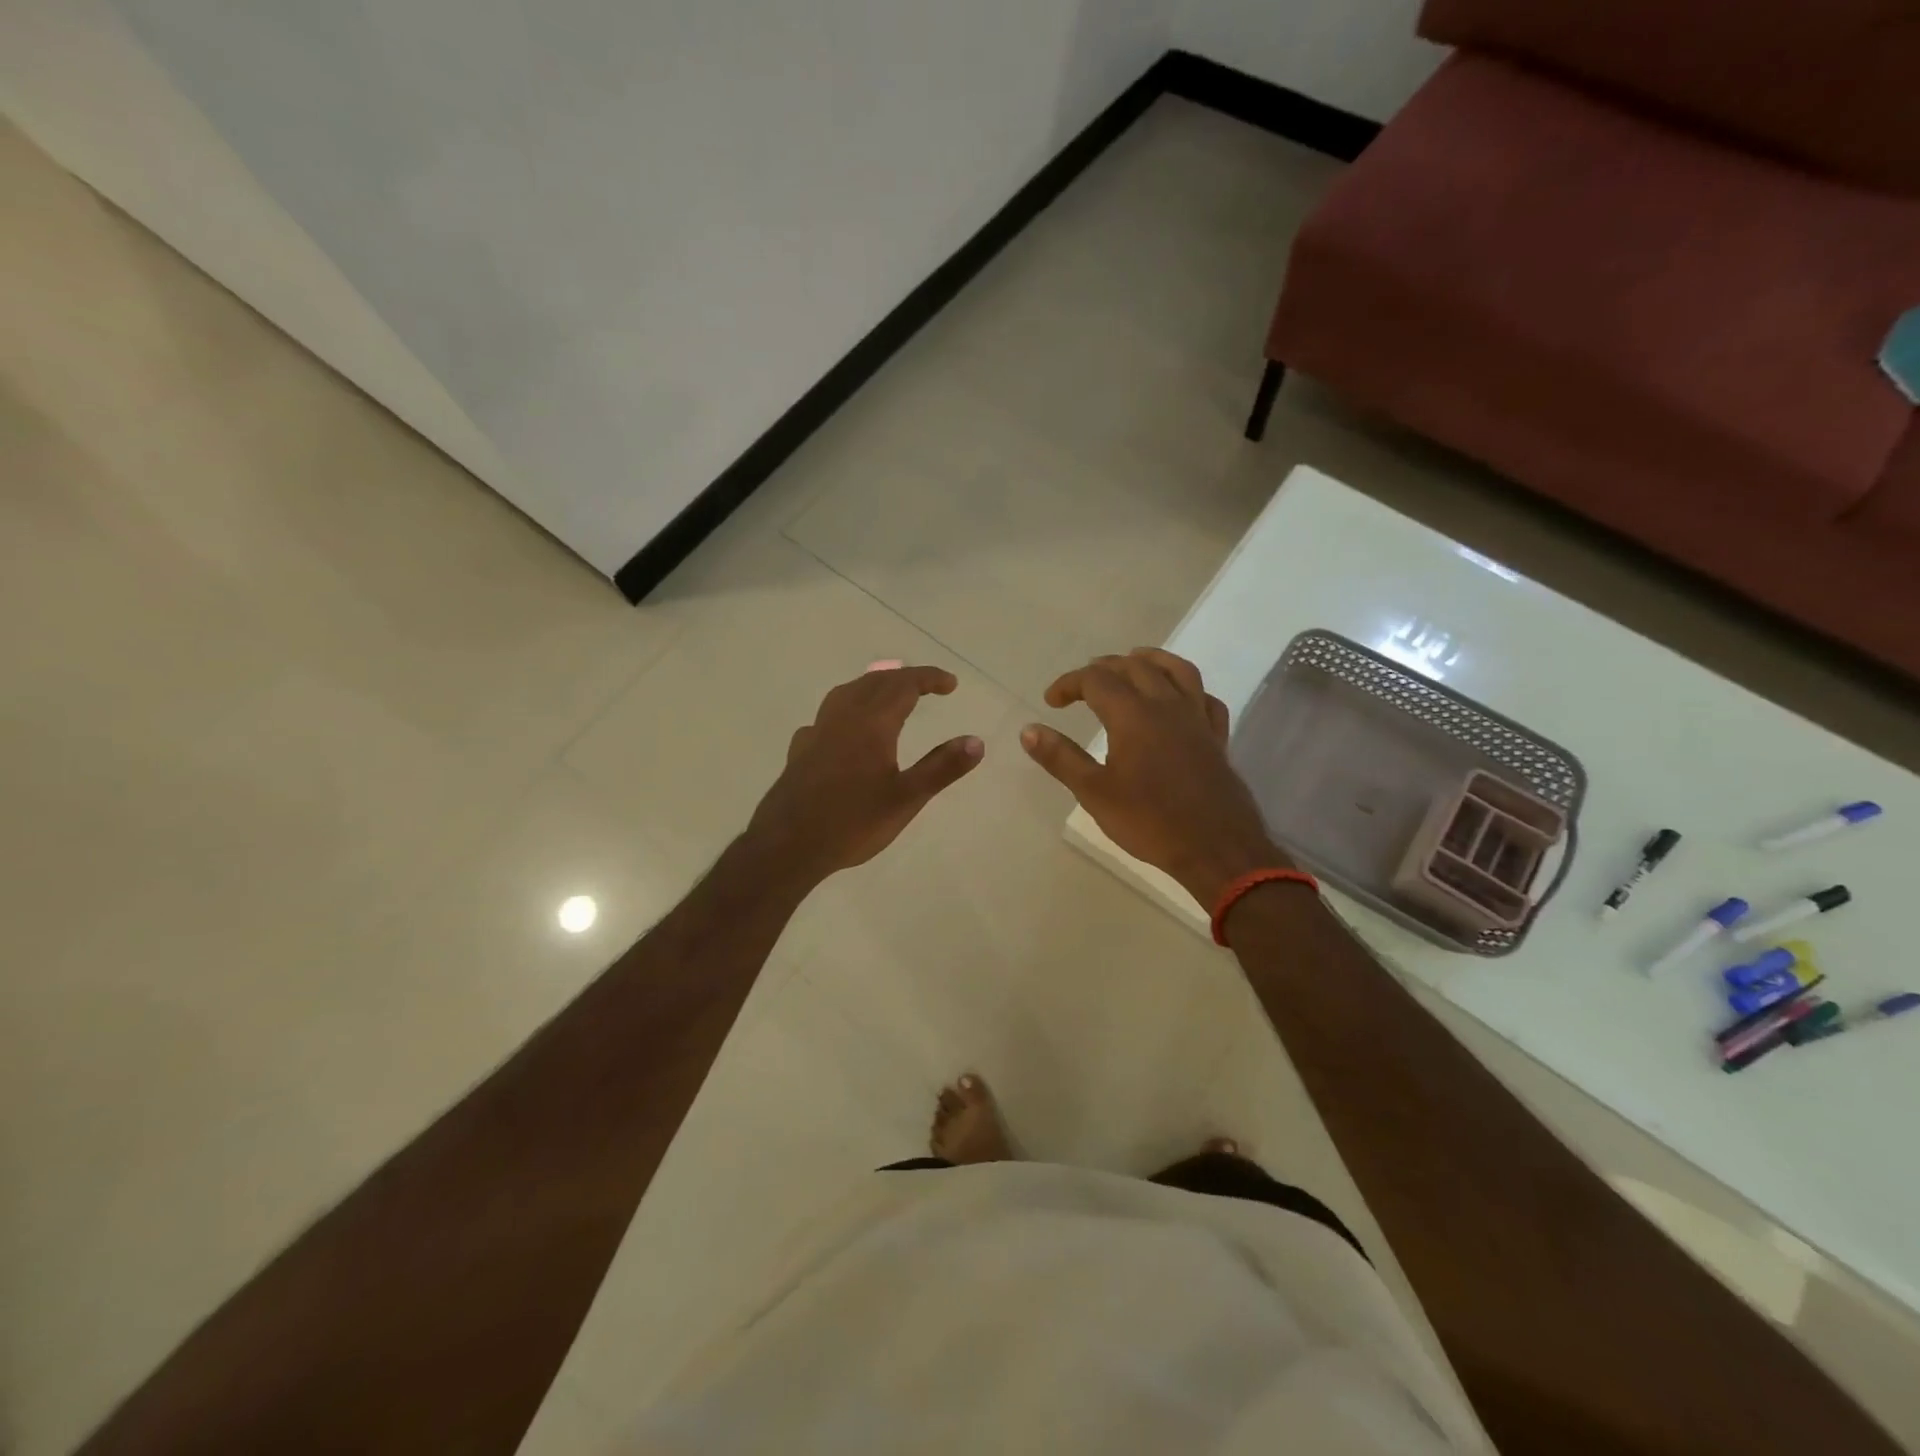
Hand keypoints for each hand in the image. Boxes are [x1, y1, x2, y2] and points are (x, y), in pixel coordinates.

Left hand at [746, 662, 983, 884]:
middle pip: (875, 682)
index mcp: (871, 723)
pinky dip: (848, 710)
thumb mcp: (906, 799)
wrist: (787, 846)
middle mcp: (842, 717)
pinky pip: (828, 716)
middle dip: (905, 678)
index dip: (929, 678)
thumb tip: (976, 741)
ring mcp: (817, 731)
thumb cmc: (852, 823)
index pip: (904, 685)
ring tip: (890, 696)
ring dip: (874, 686)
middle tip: (929, 687)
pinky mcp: (801, 750)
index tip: (951, 684)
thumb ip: (942, 767)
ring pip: (848, 693)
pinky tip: (847, 730)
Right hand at [1021, 649, 1283, 905]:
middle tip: (1083, 683)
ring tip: (1132, 661)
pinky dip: (1188, 689)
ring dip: (1150, 660)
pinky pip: (1205, 698)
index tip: (1051, 701)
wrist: (1215, 849)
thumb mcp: (1094, 793)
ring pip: (1177, 670)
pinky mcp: (1217, 738)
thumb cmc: (1149, 821)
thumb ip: (1060, 758)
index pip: (1096, 680)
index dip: (1069, 683)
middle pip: (1135, 667)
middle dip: (1104, 667)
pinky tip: (1180, 698)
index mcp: (1133, 715)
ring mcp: (1197, 720)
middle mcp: (1167, 706)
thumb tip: (1028, 730)